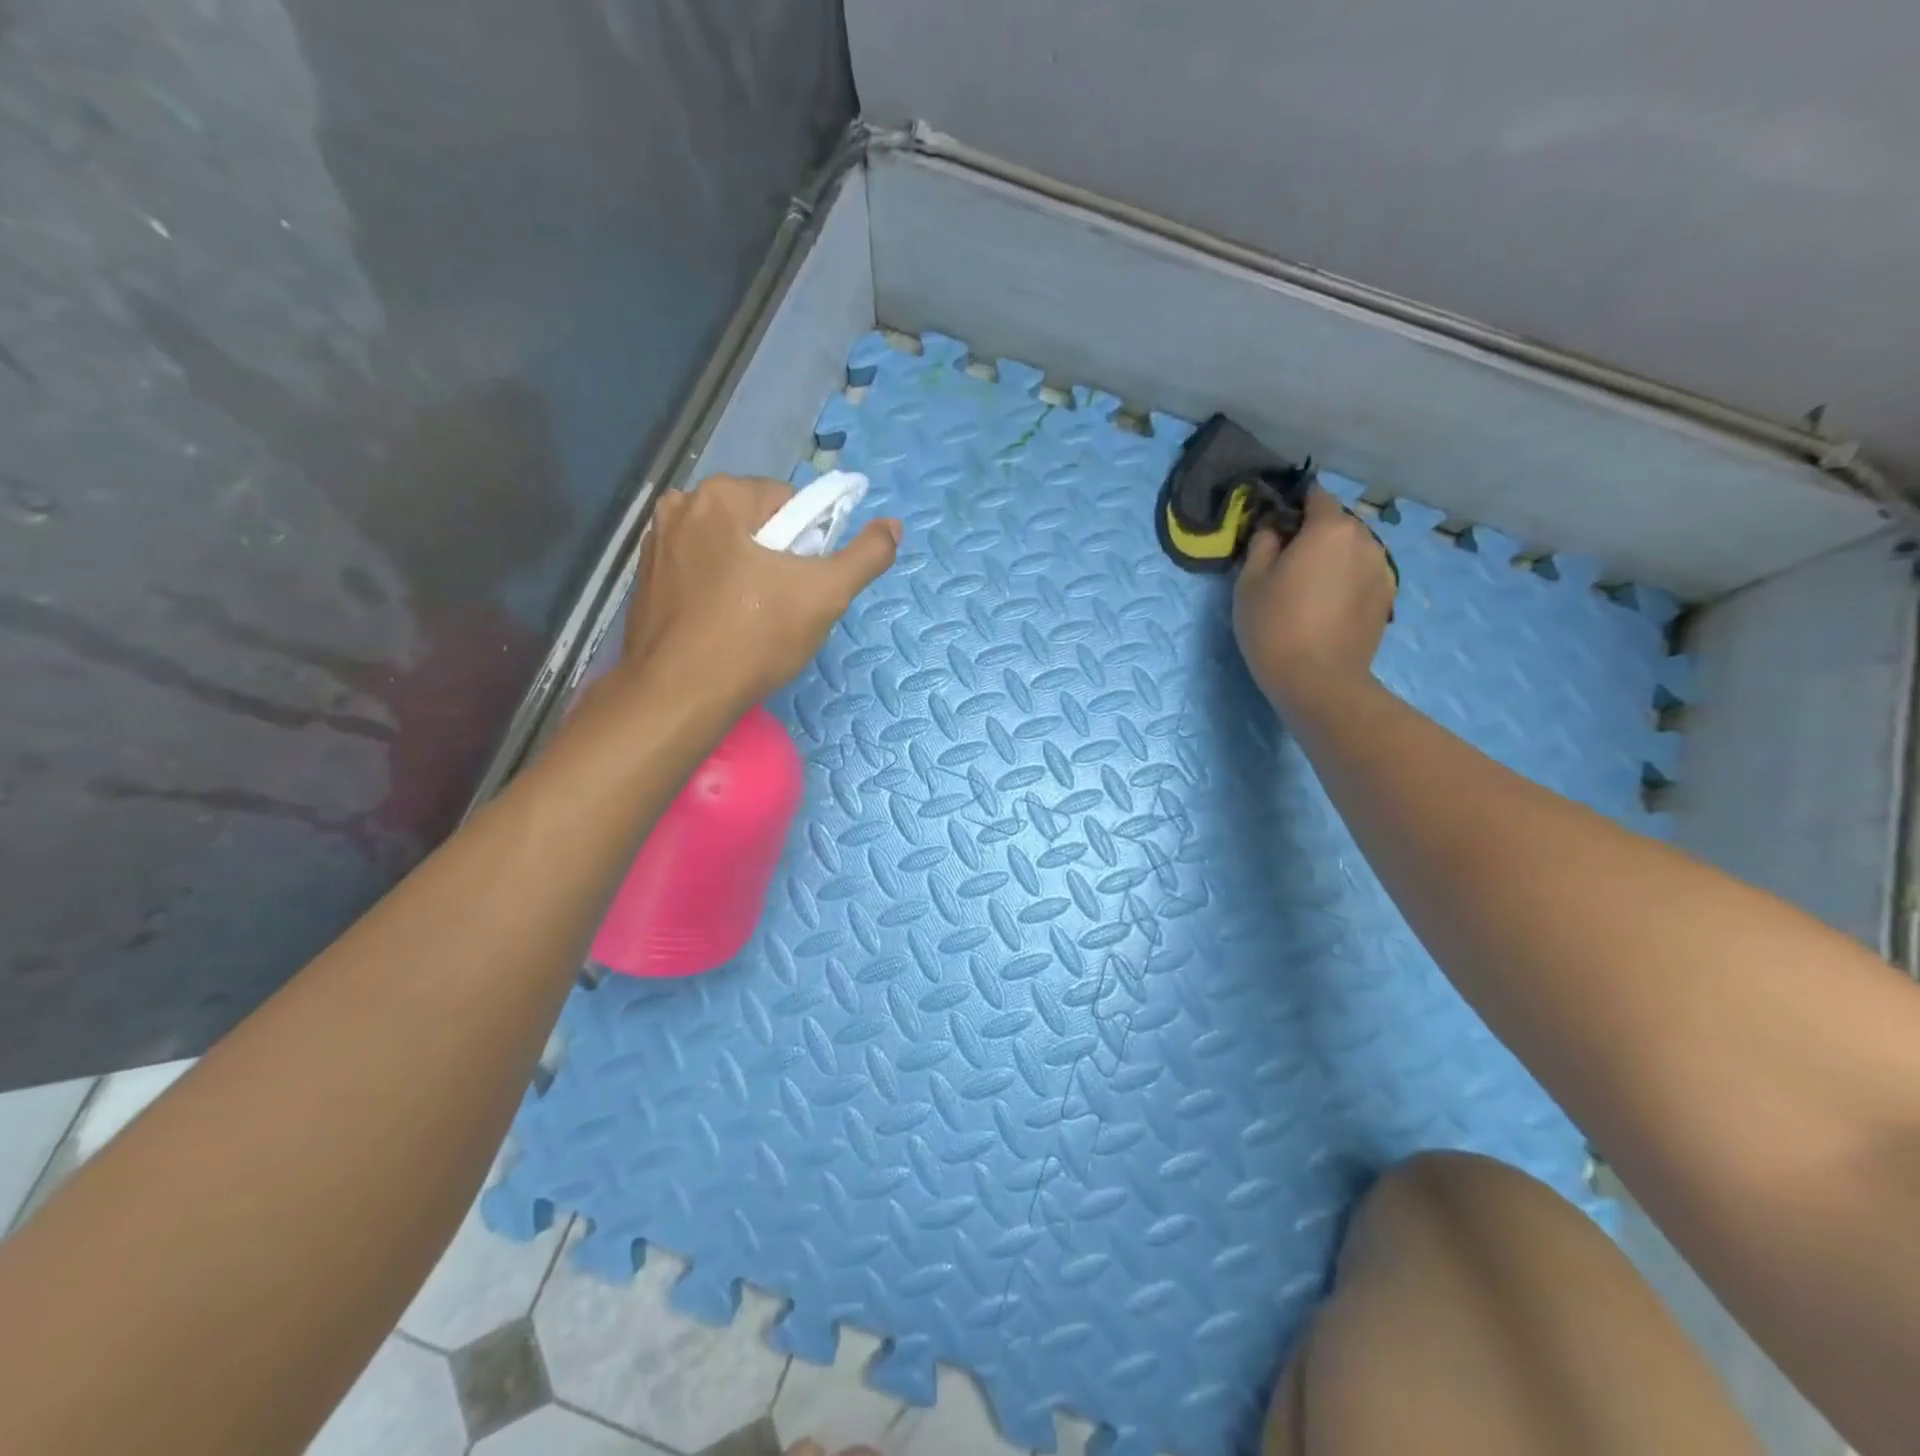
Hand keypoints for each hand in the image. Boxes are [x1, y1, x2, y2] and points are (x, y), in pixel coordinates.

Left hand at [619, 474, 900, 708]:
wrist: (677, 698)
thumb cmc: (754, 639)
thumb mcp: (826, 595)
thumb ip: (866, 556)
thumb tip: (894, 525)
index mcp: (721, 495)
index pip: (790, 503)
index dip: (809, 544)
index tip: (806, 585)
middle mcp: (680, 506)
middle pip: (757, 523)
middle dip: (778, 559)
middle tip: (784, 607)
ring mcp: (656, 543)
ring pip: (728, 548)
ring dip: (748, 574)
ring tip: (755, 621)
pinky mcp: (645, 579)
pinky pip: (700, 571)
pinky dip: (718, 590)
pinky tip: (724, 626)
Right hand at [1233, 486, 1394, 709]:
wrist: (1318, 680)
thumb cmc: (1275, 626)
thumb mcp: (1250, 582)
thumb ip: (1262, 544)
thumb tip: (1273, 529)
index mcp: (1329, 528)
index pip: (1315, 496)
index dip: (1293, 507)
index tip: (1275, 527)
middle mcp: (1364, 539)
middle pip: (1336, 524)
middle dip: (1314, 535)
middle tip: (1287, 564)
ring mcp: (1382, 568)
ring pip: (1352, 550)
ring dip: (1333, 559)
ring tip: (1309, 588)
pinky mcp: (1387, 597)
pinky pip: (1363, 575)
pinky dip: (1347, 581)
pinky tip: (1328, 607)